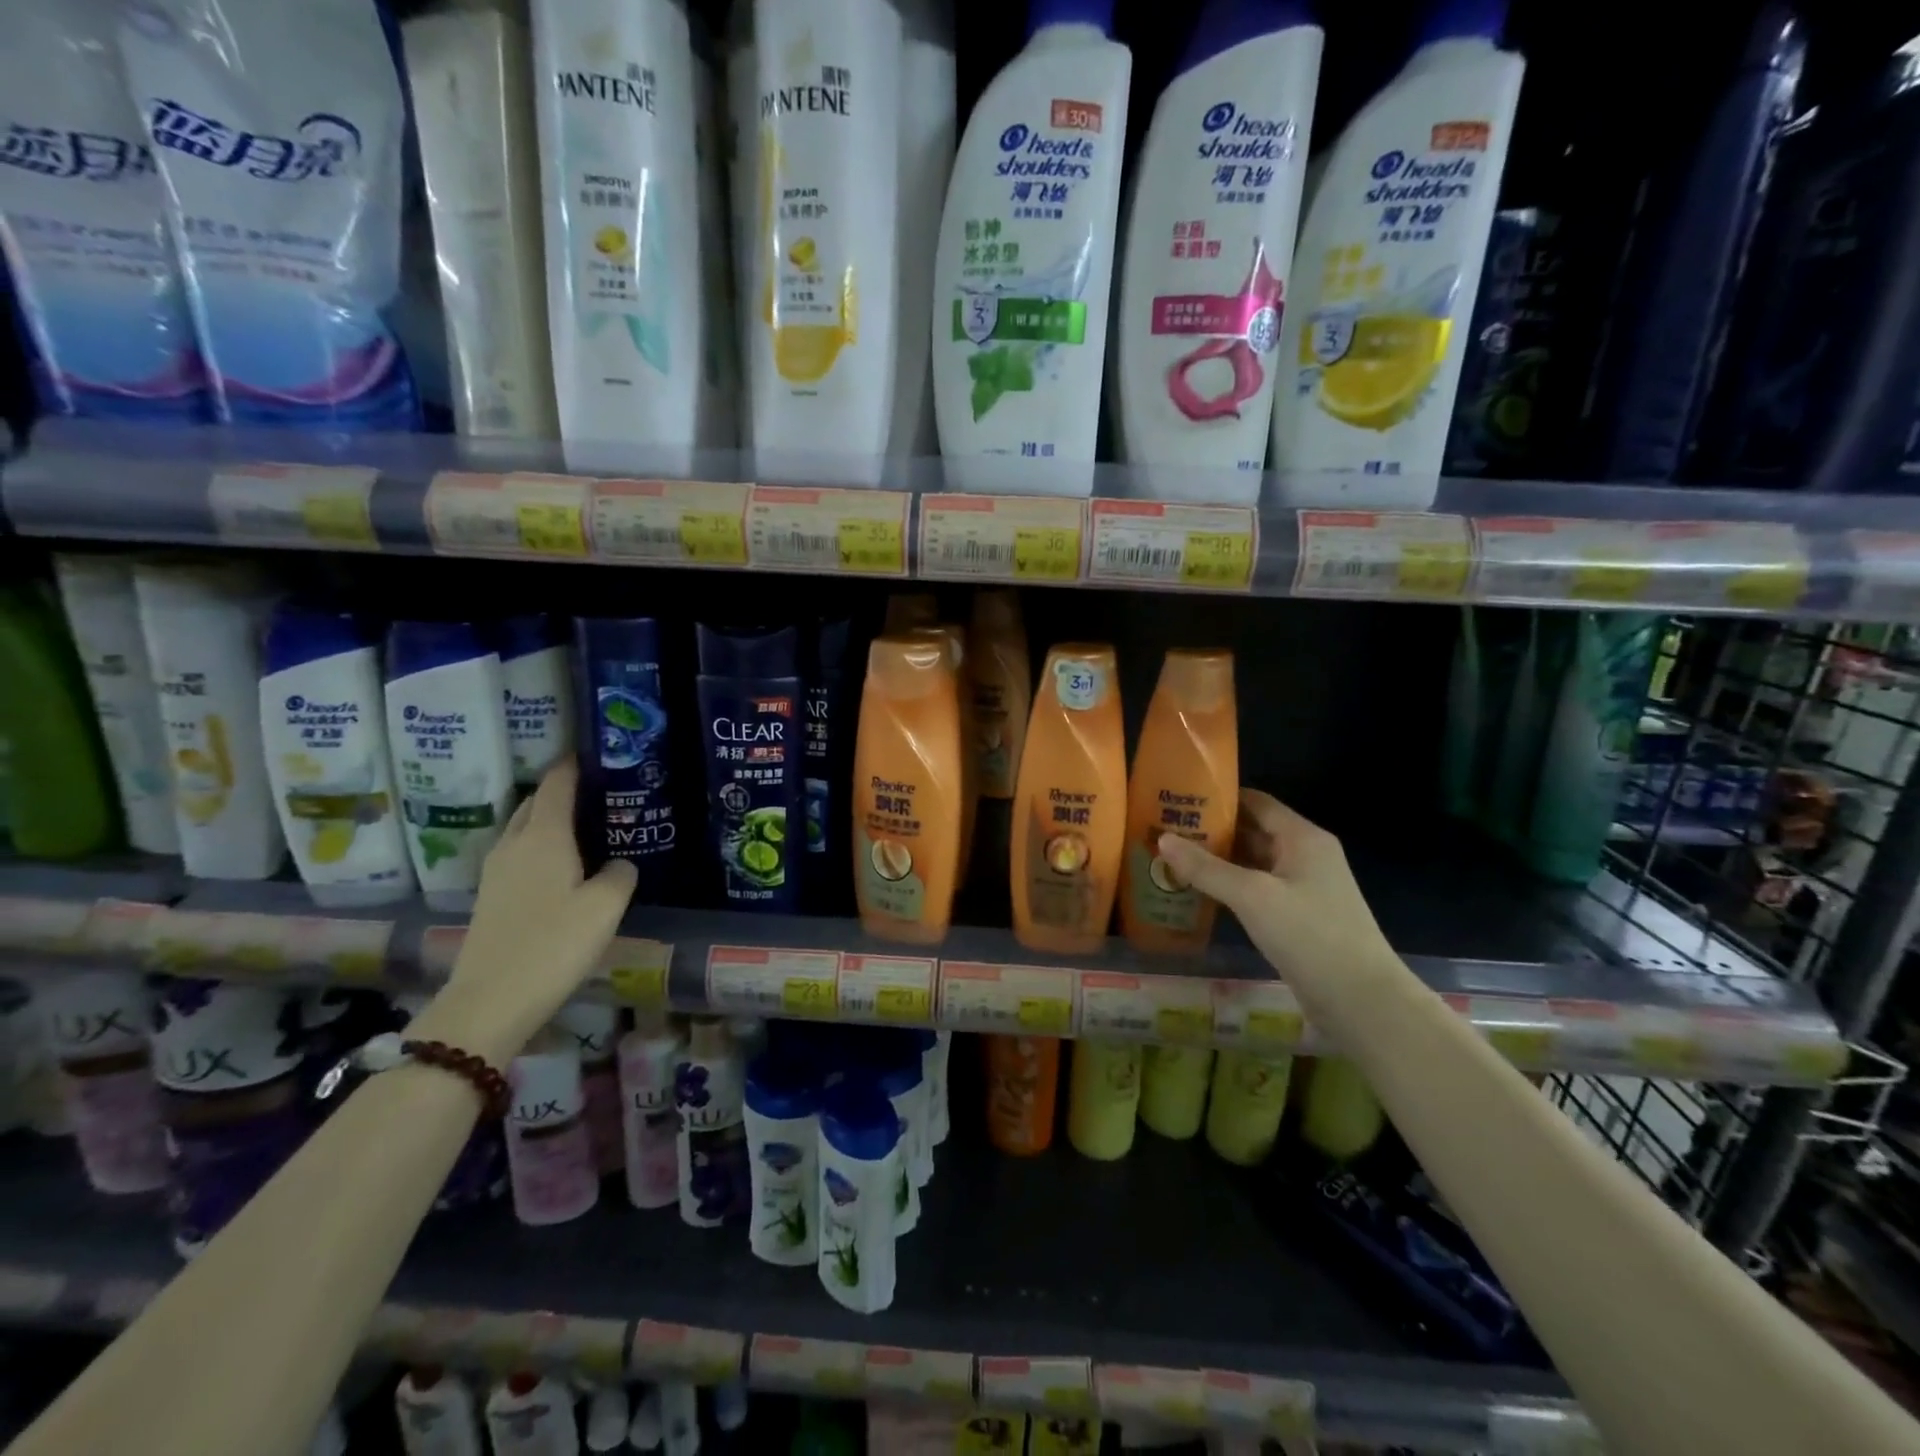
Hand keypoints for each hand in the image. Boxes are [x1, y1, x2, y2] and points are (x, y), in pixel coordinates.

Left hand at [410, 759, 636, 1063]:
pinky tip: (567, 865)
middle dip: (563, 790)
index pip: (557, 783)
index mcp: (543, 836)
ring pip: (525, 828)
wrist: (489, 1002)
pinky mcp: (492, 896)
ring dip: (551, 819)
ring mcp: (497, 871)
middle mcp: (514, 844)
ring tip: (589, 825)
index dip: (575, 763)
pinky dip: (543, 846)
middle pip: (535, 802)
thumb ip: (621, 874)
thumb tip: (620, 864)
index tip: (599, 752)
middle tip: (602, 792)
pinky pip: (521, 853)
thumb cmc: (553, 945)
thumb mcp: (605, 907)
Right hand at [1156, 790, 1396, 988]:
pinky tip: (1197, 891)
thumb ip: (1205, 868)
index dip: (1219, 797)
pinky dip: (1229, 886)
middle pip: (1253, 831)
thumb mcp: (1252, 896)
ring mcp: (1303, 888)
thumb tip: (1162, 839)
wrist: (1362, 1001)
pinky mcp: (1297, 917)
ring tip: (1172, 856)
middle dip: (1212, 830)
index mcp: (1303, 838)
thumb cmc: (1310, 935)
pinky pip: (1257, 890)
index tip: (1179, 797)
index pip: (1256, 802)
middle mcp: (1305, 856)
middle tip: (1165, 828)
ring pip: (1253, 863)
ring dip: (1217, 860)